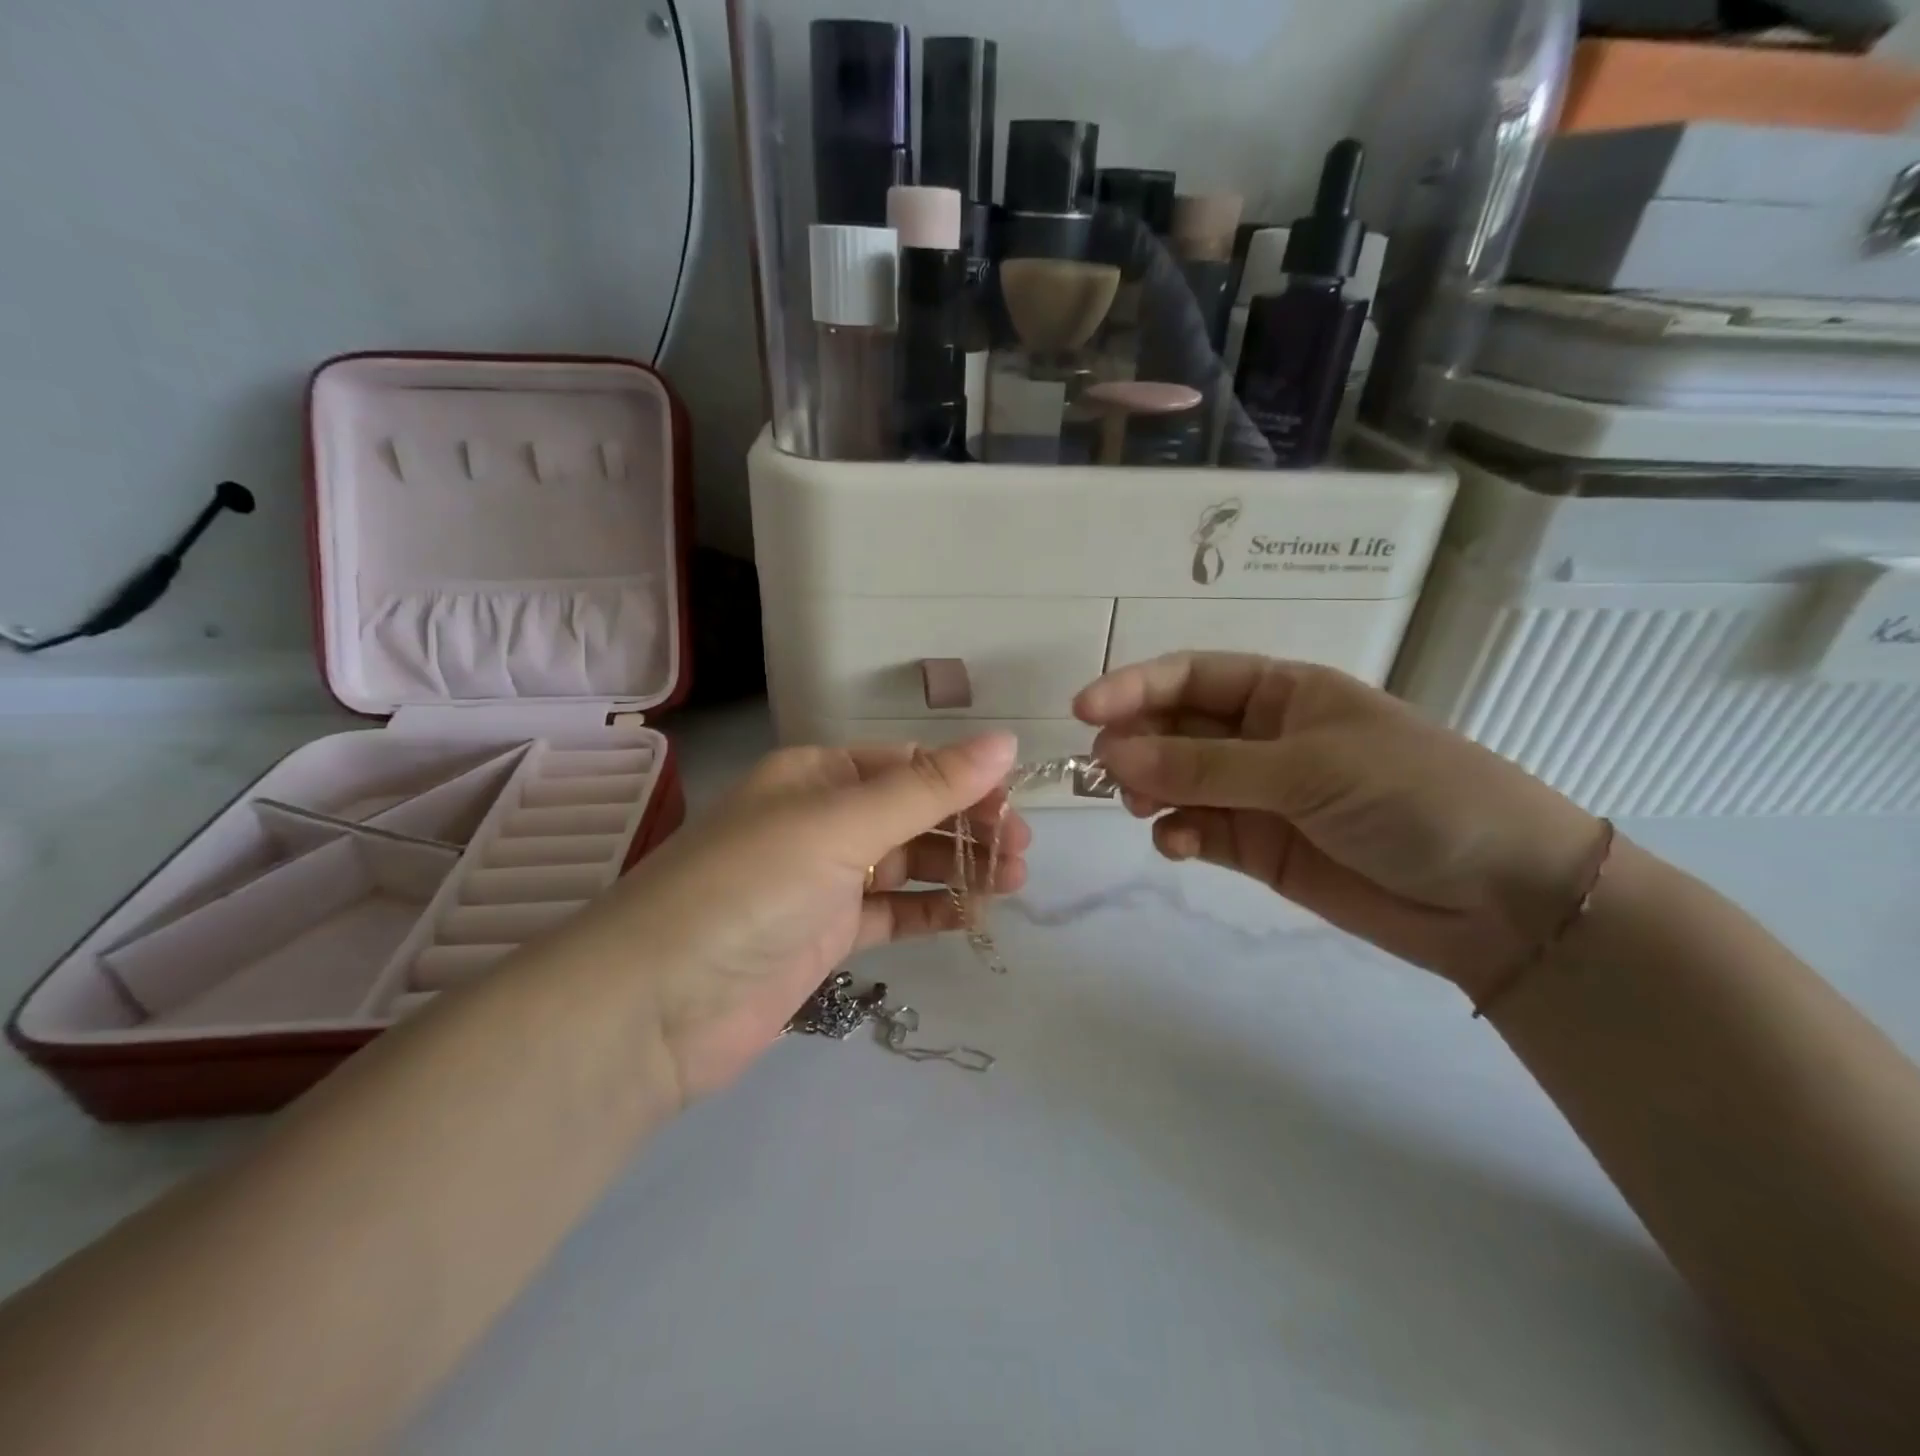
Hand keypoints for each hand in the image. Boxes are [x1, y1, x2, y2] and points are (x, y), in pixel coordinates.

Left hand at [563, 735, 1025, 1103]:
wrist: (654, 1007)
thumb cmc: (749, 889)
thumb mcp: (840, 827)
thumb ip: (926, 788)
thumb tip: (1005, 742)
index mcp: (817, 776)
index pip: (907, 765)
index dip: (965, 781)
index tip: (1015, 807)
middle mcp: (821, 821)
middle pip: (913, 813)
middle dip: (968, 827)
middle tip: (1020, 853)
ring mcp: (823, 881)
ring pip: (907, 863)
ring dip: (958, 868)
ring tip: (1013, 882)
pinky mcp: (825, 936)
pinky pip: (892, 912)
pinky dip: (931, 911)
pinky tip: (973, 914)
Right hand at [1075, 654, 1603, 997]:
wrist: (1499, 897)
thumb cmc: (1414, 795)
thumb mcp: (1308, 768)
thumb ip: (1206, 765)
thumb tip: (1114, 754)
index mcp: (1283, 692)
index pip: (1191, 676)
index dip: (1135, 687)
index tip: (1084, 711)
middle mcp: (1262, 737)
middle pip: (1175, 727)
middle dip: (1138, 743)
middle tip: (1108, 770)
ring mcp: (1257, 794)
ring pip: (1178, 781)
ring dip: (1150, 789)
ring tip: (1141, 807)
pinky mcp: (1258, 847)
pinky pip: (1198, 830)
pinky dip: (1177, 835)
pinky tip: (1177, 846)